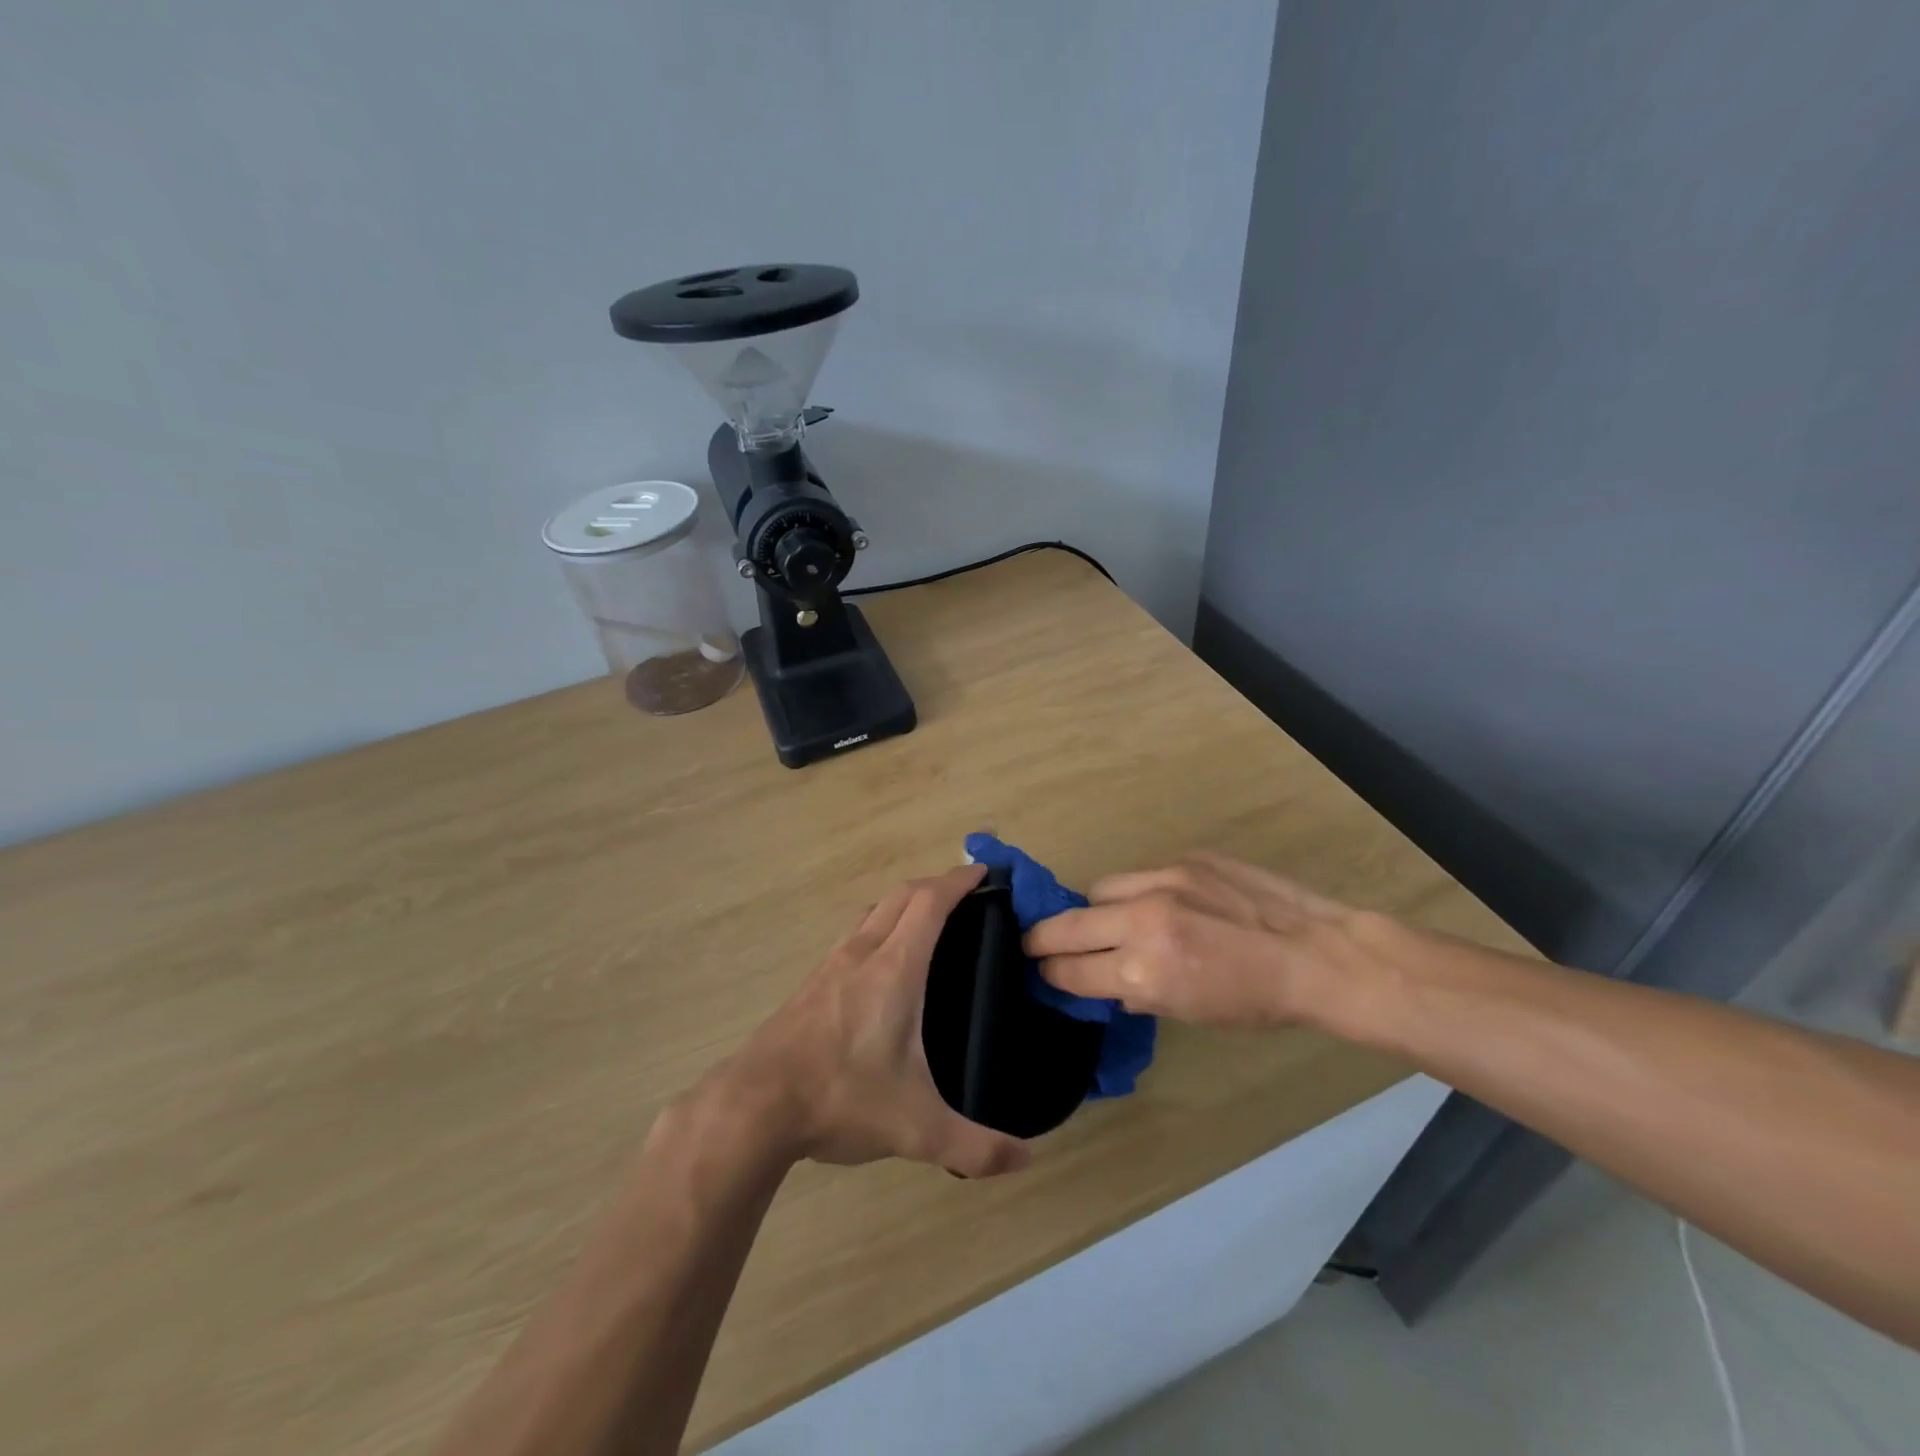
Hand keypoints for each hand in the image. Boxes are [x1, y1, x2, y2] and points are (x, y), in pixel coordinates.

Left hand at [705, 864, 1030, 1178]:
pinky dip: (880, 926)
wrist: (753, 1106)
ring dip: (905, 902)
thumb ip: (975, 1146)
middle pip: (902, 895)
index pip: (930, 902)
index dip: (958, 880)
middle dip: (936, 884)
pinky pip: (854, 935)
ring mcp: (831, 965)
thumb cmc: (841, 1098)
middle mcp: (862, 953)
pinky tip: (883, 963)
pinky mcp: (811, 983)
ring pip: (874, 912)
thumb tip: (1026, 1159)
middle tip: (967, 894)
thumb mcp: (917, 1129)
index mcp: (894, 969)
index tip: (984, 872)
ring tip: (930, 922)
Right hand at [1024, 851, 1398, 1028]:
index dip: (1050, 972)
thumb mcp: (1188, 1012)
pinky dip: (1136, 893)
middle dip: (1043, 937)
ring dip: (1093, 909)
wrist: (1316, 954)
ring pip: (1100, 889)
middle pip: (1069, 923)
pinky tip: (1157, 904)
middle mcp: (1143, 920)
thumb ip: (1137, 990)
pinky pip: (1141, 875)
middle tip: (1034, 943)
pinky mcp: (1185, 859)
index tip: (1040, 969)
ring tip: (1105, 920)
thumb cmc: (1256, 1001)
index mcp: (1144, 970)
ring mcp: (1164, 881)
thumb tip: (1105, 977)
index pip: (1071, 969)